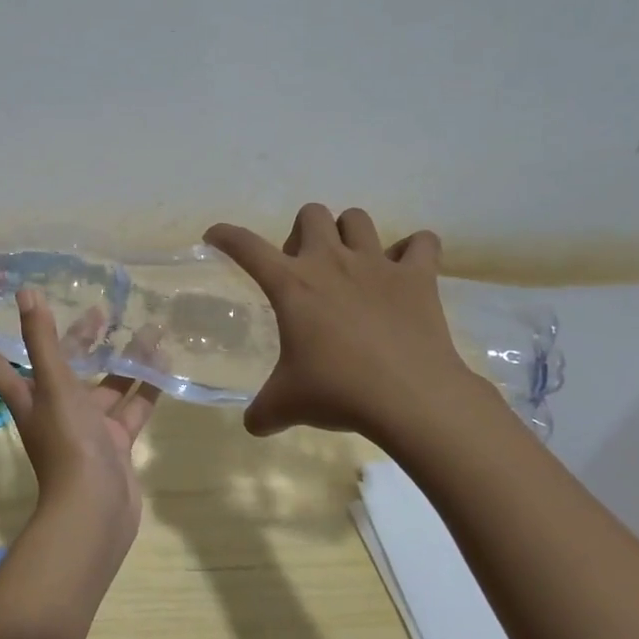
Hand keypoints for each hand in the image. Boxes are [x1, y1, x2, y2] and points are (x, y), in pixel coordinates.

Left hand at [0, 290, 158, 555]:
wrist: (96, 509)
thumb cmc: (67, 443)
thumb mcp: (53, 386)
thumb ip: (43, 341)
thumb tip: (25, 293)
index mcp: (30, 398)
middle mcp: (55, 409)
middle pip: (63, 367)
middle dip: (79, 339)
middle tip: (100, 308)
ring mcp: (87, 427)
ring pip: (105, 385)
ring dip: (122, 360)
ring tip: (147, 329)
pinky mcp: (115, 442)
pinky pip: (131, 407)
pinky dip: (146, 388)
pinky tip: (164, 363)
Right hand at [206, 205, 491, 449]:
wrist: (411, 398)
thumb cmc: (338, 392)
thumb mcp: (286, 405)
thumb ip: (262, 411)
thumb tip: (254, 425)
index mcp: (291, 284)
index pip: (245, 246)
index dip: (225, 236)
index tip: (215, 236)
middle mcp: (330, 261)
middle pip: (311, 213)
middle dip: (303, 233)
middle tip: (304, 269)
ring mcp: (377, 264)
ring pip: (358, 218)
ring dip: (350, 234)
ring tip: (352, 264)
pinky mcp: (418, 276)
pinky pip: (422, 243)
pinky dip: (415, 251)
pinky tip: (407, 270)